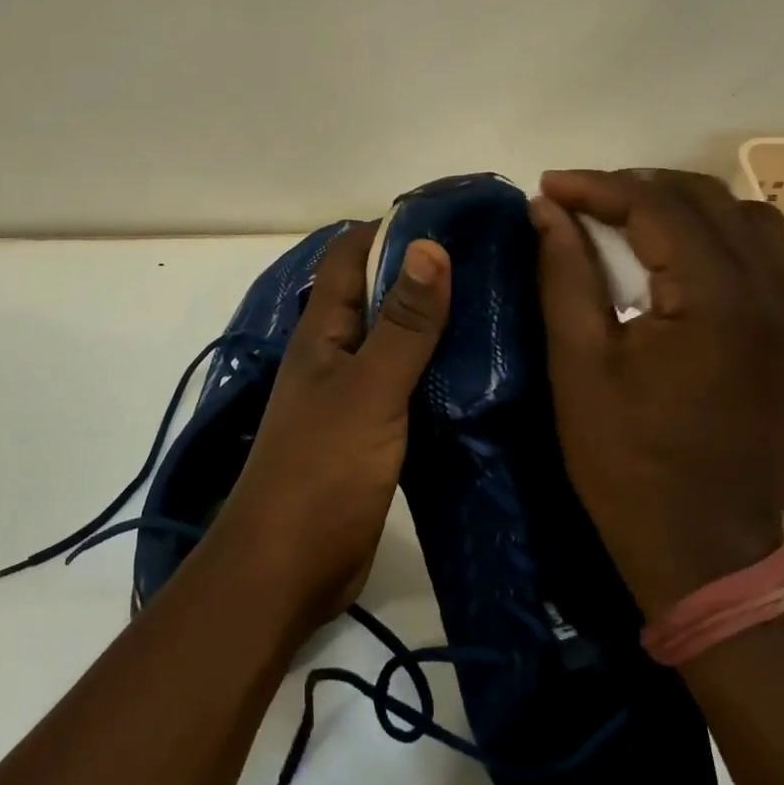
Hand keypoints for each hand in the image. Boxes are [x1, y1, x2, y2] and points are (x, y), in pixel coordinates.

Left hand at [208, 222, 450, 632]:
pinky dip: (435, 369)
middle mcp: (335, 353)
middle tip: (489, 259)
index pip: (351, 255)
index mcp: (324, 331)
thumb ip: (403, 324)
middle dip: (423, 271)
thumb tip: (429, 245)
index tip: (452, 215)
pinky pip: (406, 383)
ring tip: (494, 305)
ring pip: (394, 339)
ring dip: (432, 321)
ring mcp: (351, 394)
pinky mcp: (371, 431)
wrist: (288, 569)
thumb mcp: (369, 390)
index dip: (393, 228)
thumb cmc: (322, 471)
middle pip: (377, 294)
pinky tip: (477, 370)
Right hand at [530, 169, 783, 613]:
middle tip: (578, 203)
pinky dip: (711, 233)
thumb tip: (547, 210)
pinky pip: (757, 252)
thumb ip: (565, 274)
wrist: (705, 549)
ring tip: (624, 220)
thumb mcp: (579, 364)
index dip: (595, 186)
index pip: (656, 205)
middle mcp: (763, 291)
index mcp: (713, 297)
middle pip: (705, 198)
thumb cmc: (628, 461)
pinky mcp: (782, 336)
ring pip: (742, 217)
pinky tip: (670, 258)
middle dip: (635, 187)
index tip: (546, 186)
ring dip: (680, 204)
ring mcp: (782, 313)